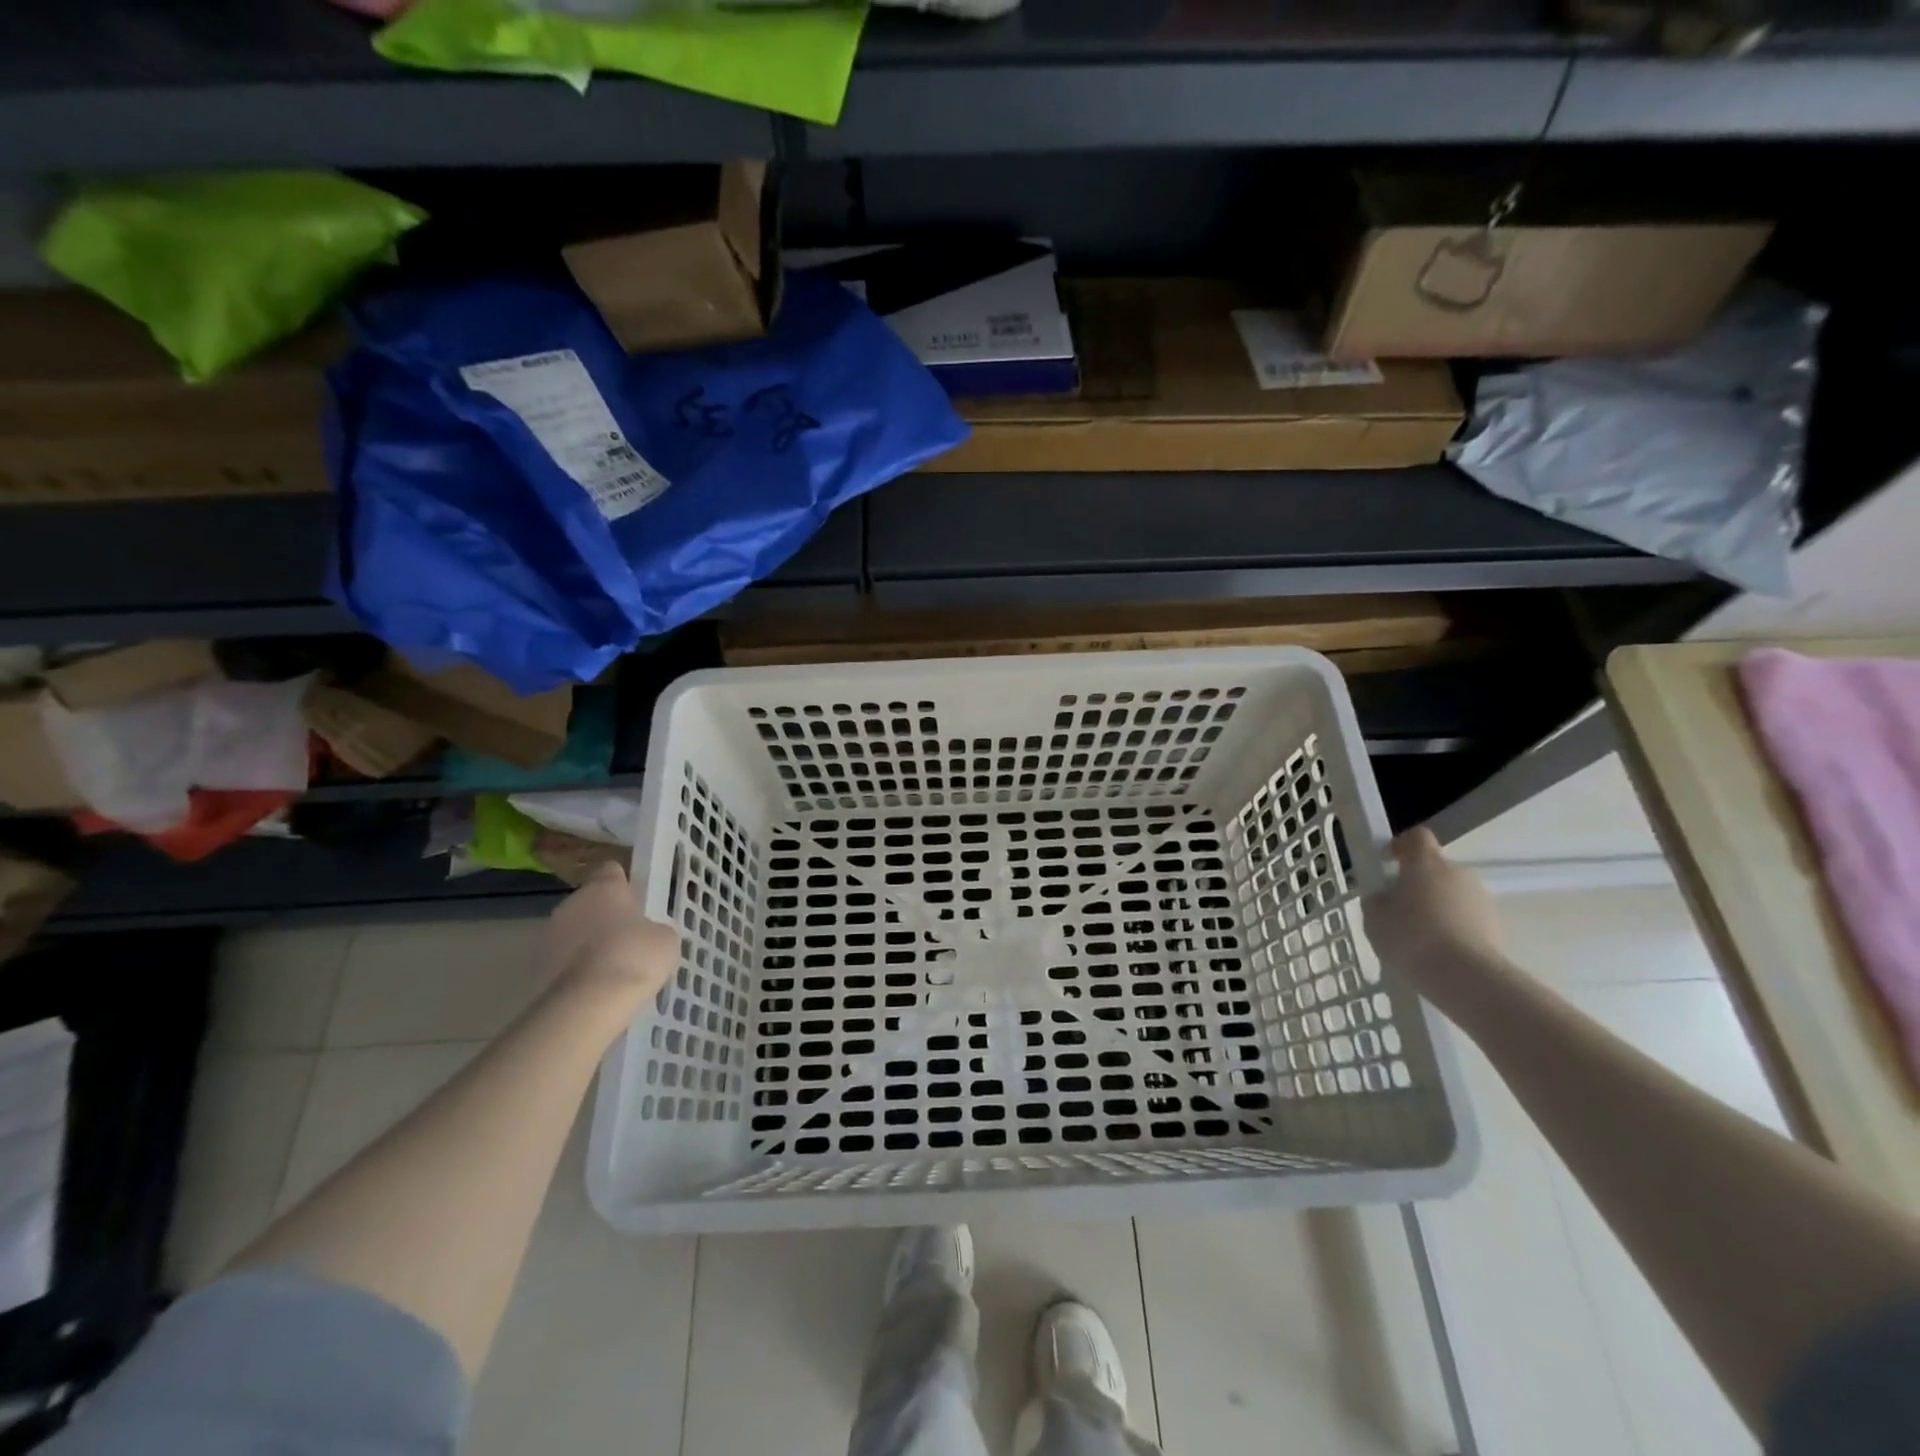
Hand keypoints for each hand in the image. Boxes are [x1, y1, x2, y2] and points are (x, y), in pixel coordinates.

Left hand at [542, 862, 679, 1001]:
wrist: (589, 1003)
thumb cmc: (634, 957)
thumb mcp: (664, 939)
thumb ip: (655, 928)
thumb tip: (647, 934)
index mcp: (603, 887)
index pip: (612, 871)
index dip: (625, 884)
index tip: (638, 901)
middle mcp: (572, 903)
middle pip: (590, 902)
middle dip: (605, 916)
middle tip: (628, 938)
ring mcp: (549, 935)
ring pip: (573, 931)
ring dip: (587, 942)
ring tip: (611, 967)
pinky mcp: (536, 966)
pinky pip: (563, 959)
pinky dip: (576, 968)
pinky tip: (595, 986)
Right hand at [1361, 828, 1505, 998]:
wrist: (1467, 978)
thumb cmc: (1412, 938)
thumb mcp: (1374, 919)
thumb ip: (1378, 901)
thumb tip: (1385, 898)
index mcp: (1425, 863)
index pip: (1416, 837)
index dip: (1401, 846)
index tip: (1388, 862)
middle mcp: (1458, 873)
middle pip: (1435, 868)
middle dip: (1418, 884)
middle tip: (1399, 910)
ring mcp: (1482, 899)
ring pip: (1453, 895)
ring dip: (1438, 907)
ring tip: (1421, 938)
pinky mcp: (1497, 926)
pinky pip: (1467, 918)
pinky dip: (1454, 928)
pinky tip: (1439, 953)